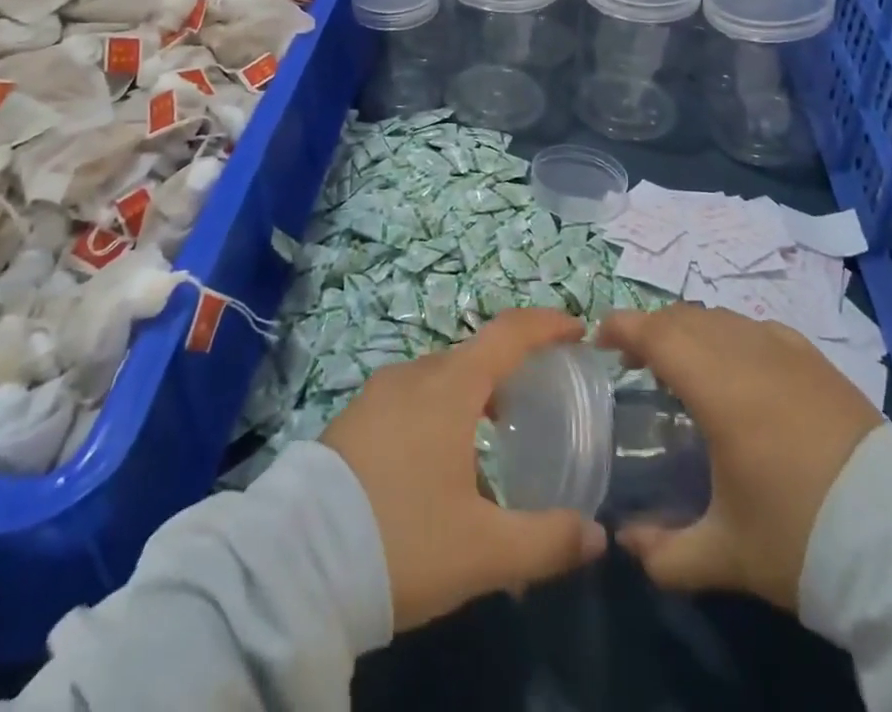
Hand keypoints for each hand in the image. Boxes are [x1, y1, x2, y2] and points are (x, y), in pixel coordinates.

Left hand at [321, 307, 609, 631]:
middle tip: (536, 402)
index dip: (546, 325)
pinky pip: (409, 400)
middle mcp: (414, 376)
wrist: (295, 565)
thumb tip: (596, 536)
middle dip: (509, 370)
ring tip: (491, 437)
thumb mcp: (483, 552)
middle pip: (473, 357)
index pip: (508, 334)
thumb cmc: (402, 540)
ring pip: (438, 380)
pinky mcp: (351, 420)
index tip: (576, 330)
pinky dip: (437, 411)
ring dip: (471, 395)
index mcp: (450, 387)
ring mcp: (377, 395)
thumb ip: (546, 541)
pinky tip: (437, 462)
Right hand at [598, 303, 881, 611]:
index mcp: (718, 386)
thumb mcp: (727, 555)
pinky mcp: (817, 359)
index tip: (599, 340)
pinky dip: (732, 336)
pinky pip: (758, 328)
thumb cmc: (803, 538)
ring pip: (722, 318)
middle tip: (635, 361)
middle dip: (652, 329)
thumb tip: (626, 544)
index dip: (621, 327)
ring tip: (683, 365)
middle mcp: (747, 352)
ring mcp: (786, 349)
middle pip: (685, 317)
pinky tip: (738, 367)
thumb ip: (666, 553)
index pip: (655, 332)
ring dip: (692, 331)